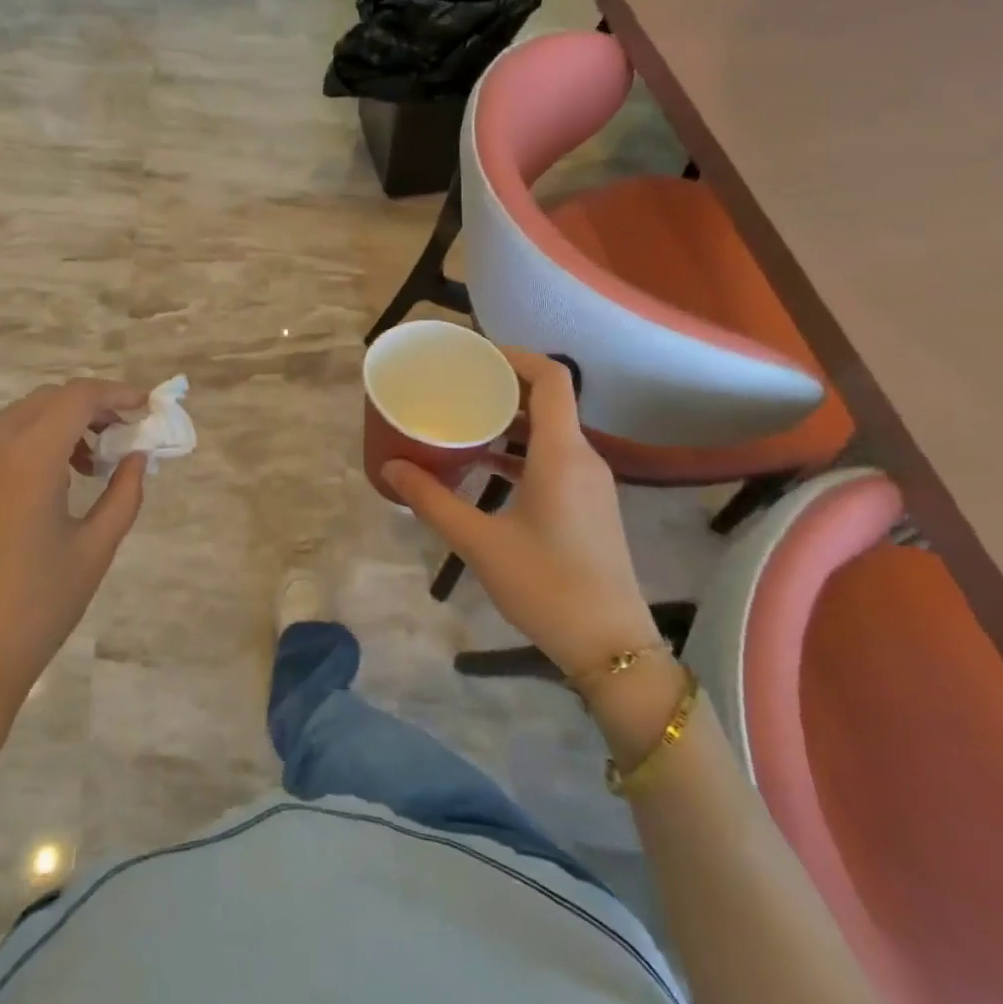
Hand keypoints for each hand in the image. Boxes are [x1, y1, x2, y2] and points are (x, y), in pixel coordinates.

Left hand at [0, 379, 149, 804]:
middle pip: (45, 401)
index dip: (116, 394)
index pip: (77, 398)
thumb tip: (137, 458)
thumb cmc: (36, 610)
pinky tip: (48, 491)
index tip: (145, 407)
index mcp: (26, 460)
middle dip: (89, 407)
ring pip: (17, 422)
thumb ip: (124, 494)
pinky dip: (29, 449)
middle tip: (122, 433)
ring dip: (58, 427)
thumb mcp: (94, 550)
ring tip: (89, 466)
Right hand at [382, 351, 659, 682]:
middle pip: (548, 399)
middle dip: (503, 385)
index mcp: (561, 453)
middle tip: (456, 384)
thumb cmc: (546, 586)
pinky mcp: (589, 504)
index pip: (551, 378)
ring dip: (510, 419)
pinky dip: (520, 449)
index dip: (514, 356)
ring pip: (550, 429)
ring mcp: (590, 482)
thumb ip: (432, 500)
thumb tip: (391, 467)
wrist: (612, 648)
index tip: (474, 355)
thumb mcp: (479, 542)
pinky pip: (554, 456)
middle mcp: (582, 457)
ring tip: (463, 418)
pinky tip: (485, 464)